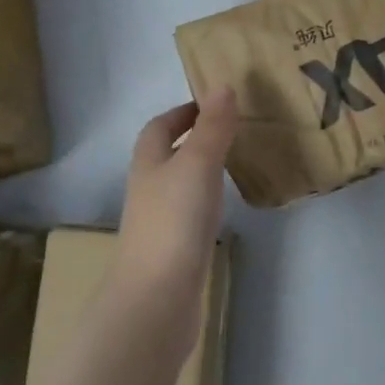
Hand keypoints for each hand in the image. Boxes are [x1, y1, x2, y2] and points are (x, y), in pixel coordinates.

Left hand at [109, 89, 238, 355]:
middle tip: (232, 130)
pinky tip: (225, 208)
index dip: (182, 112)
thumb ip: (212, 127)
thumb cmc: (174, 221)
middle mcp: (149, 189)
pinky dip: (206, 203)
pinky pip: (190, 214)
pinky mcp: (173, 251)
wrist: (156, 299)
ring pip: (179, 185)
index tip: (213, 104)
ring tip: (235, 163)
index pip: (159, 127)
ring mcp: (159, 223)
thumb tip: (223, 85)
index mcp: (149, 163)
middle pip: (166, 156)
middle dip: (192, 139)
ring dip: (200, 171)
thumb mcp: (197, 164)